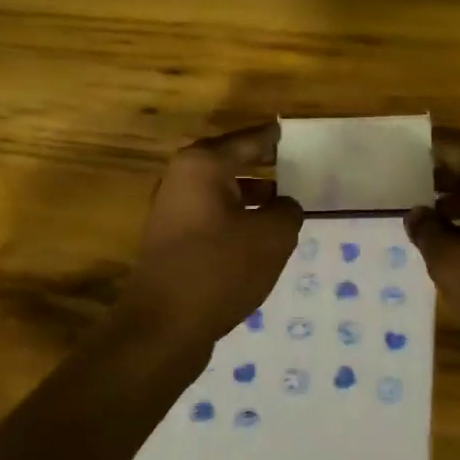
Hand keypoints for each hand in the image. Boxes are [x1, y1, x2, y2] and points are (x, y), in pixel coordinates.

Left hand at [121, 123, 303, 352]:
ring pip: (221, 191)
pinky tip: (258, 236)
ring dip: (251, 194)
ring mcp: (172, 209)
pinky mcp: (171, 239)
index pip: (249, 139)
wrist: (163, 326)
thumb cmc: (219, 269)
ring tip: (285, 203)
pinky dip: (236, 217)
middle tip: (297, 166)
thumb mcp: (271, 237)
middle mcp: (182, 178)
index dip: (274, 137)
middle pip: (231, 161)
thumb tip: (284, 205)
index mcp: (203, 164)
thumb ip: (287, 211)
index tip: (294, 133)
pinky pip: (212, 215)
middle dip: (263, 164)